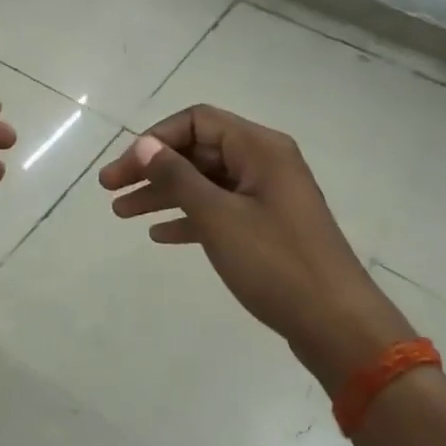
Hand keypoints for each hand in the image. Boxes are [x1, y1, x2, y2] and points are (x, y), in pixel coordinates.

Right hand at [99, 104, 412, 389]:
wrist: (337, 324)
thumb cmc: (276, 263)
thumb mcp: (218, 217)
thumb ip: (178, 177)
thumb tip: (144, 145)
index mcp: (259, 148)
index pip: (196, 121)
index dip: (155, 139)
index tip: (124, 169)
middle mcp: (264, 163)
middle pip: (198, 151)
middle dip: (152, 168)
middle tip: (109, 191)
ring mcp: (267, 196)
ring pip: (205, 182)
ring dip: (163, 194)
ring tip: (121, 213)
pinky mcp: (267, 227)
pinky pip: (219, 209)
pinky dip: (188, 217)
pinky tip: (159, 234)